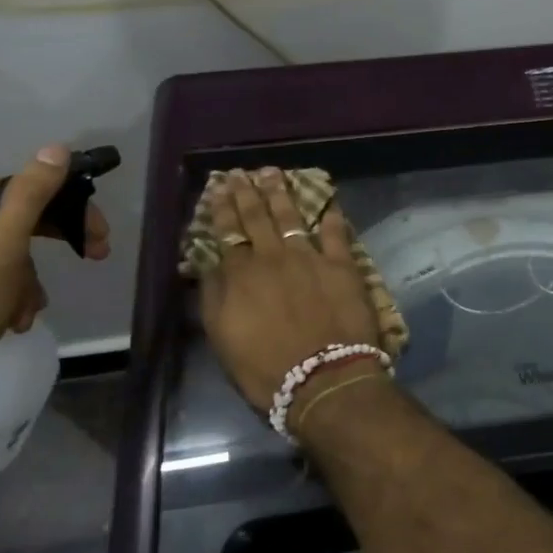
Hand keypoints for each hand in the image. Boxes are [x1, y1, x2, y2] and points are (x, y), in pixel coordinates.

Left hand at [0, 144, 110, 394]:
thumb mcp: (4, 247)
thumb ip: (31, 196)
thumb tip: (57, 148)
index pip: (27, 187)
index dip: (69, 209)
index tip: (99, 235)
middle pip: (20, 216)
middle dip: (54, 242)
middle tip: (95, 255)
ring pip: (11, 246)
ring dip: (29, 279)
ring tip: (28, 309)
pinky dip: (11, 290)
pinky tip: (14, 316)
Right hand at [199, 169, 381, 415]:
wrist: (323, 379)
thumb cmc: (266, 368)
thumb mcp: (223, 338)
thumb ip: (214, 297)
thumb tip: (210, 265)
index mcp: (242, 274)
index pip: (228, 232)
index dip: (222, 208)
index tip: (219, 187)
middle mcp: (274, 257)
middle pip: (258, 217)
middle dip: (248, 192)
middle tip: (242, 173)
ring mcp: (311, 257)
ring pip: (292, 216)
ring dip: (281, 193)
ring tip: (274, 174)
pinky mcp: (342, 265)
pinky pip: (336, 233)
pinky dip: (331, 216)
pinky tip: (328, 202)